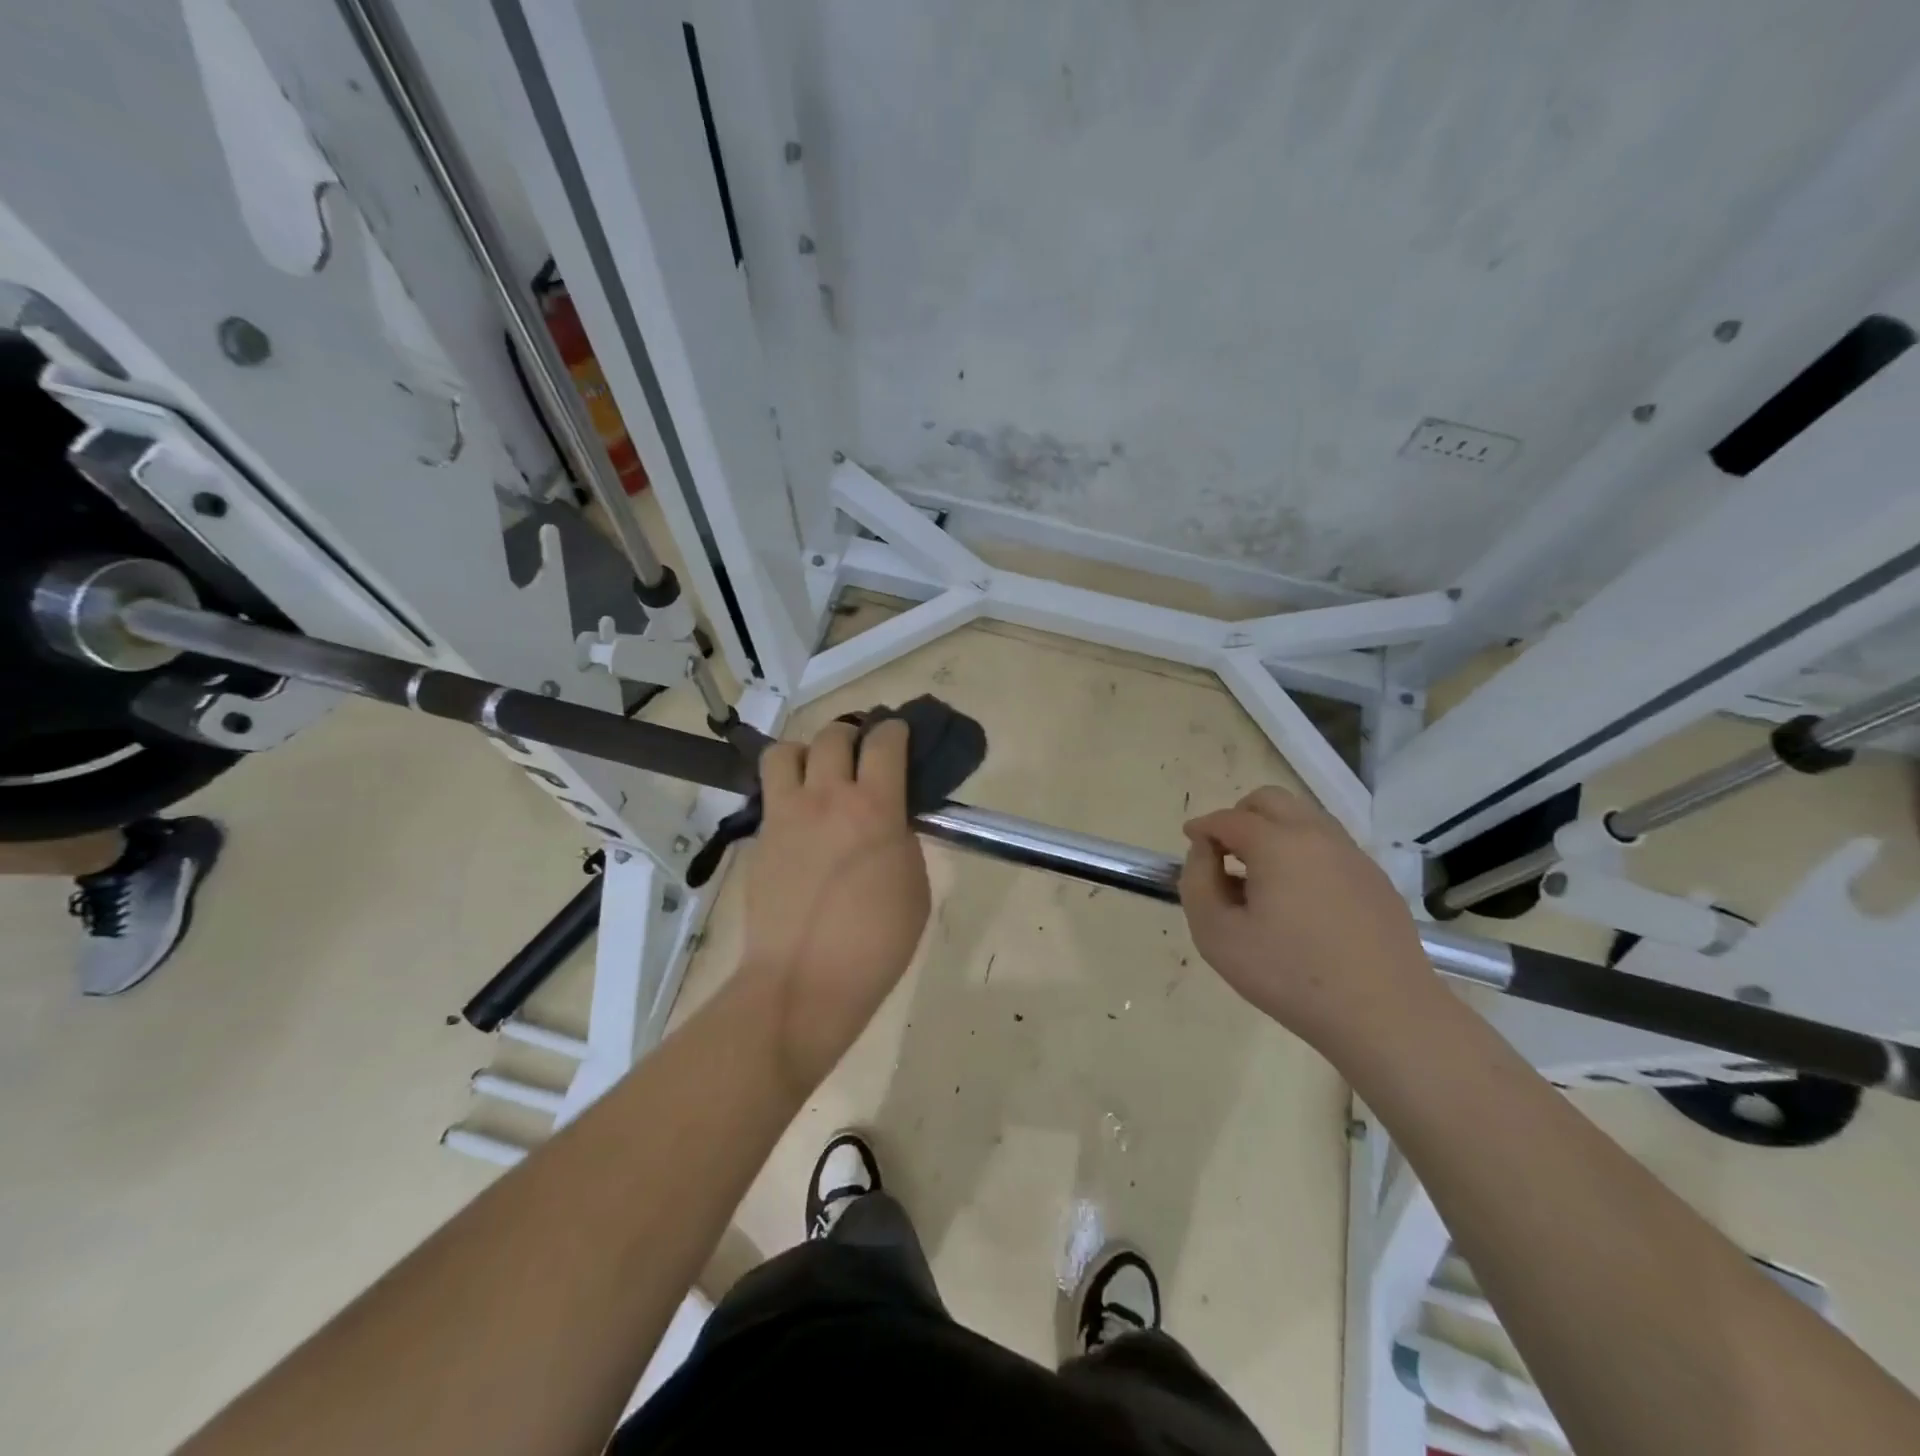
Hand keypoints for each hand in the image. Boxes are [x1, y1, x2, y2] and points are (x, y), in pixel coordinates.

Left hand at [739, 718, 930, 1089]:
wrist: (805, 981)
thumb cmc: (876, 942)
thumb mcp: (914, 886)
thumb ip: (901, 839)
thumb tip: (888, 821)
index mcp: (874, 808)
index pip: (884, 742)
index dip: (895, 729)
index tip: (899, 733)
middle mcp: (827, 798)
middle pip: (834, 735)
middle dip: (852, 734)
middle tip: (862, 752)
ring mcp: (786, 816)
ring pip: (786, 751)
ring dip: (808, 752)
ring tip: (819, 774)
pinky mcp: (761, 838)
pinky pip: (770, 793)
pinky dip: (787, 789)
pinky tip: (801, 815)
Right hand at [1179, 786, 1437, 1051]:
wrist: (1385, 1015)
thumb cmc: (1290, 976)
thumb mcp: (1217, 935)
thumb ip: (1198, 883)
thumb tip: (1205, 852)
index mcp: (1278, 844)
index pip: (1229, 819)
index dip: (1202, 827)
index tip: (1190, 842)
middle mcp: (1317, 836)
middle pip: (1270, 801)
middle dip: (1239, 816)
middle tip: (1223, 851)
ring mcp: (1353, 856)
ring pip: (1304, 818)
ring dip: (1273, 831)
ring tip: (1259, 875)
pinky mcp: (1376, 880)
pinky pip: (1329, 846)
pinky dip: (1303, 852)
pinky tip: (1298, 898)